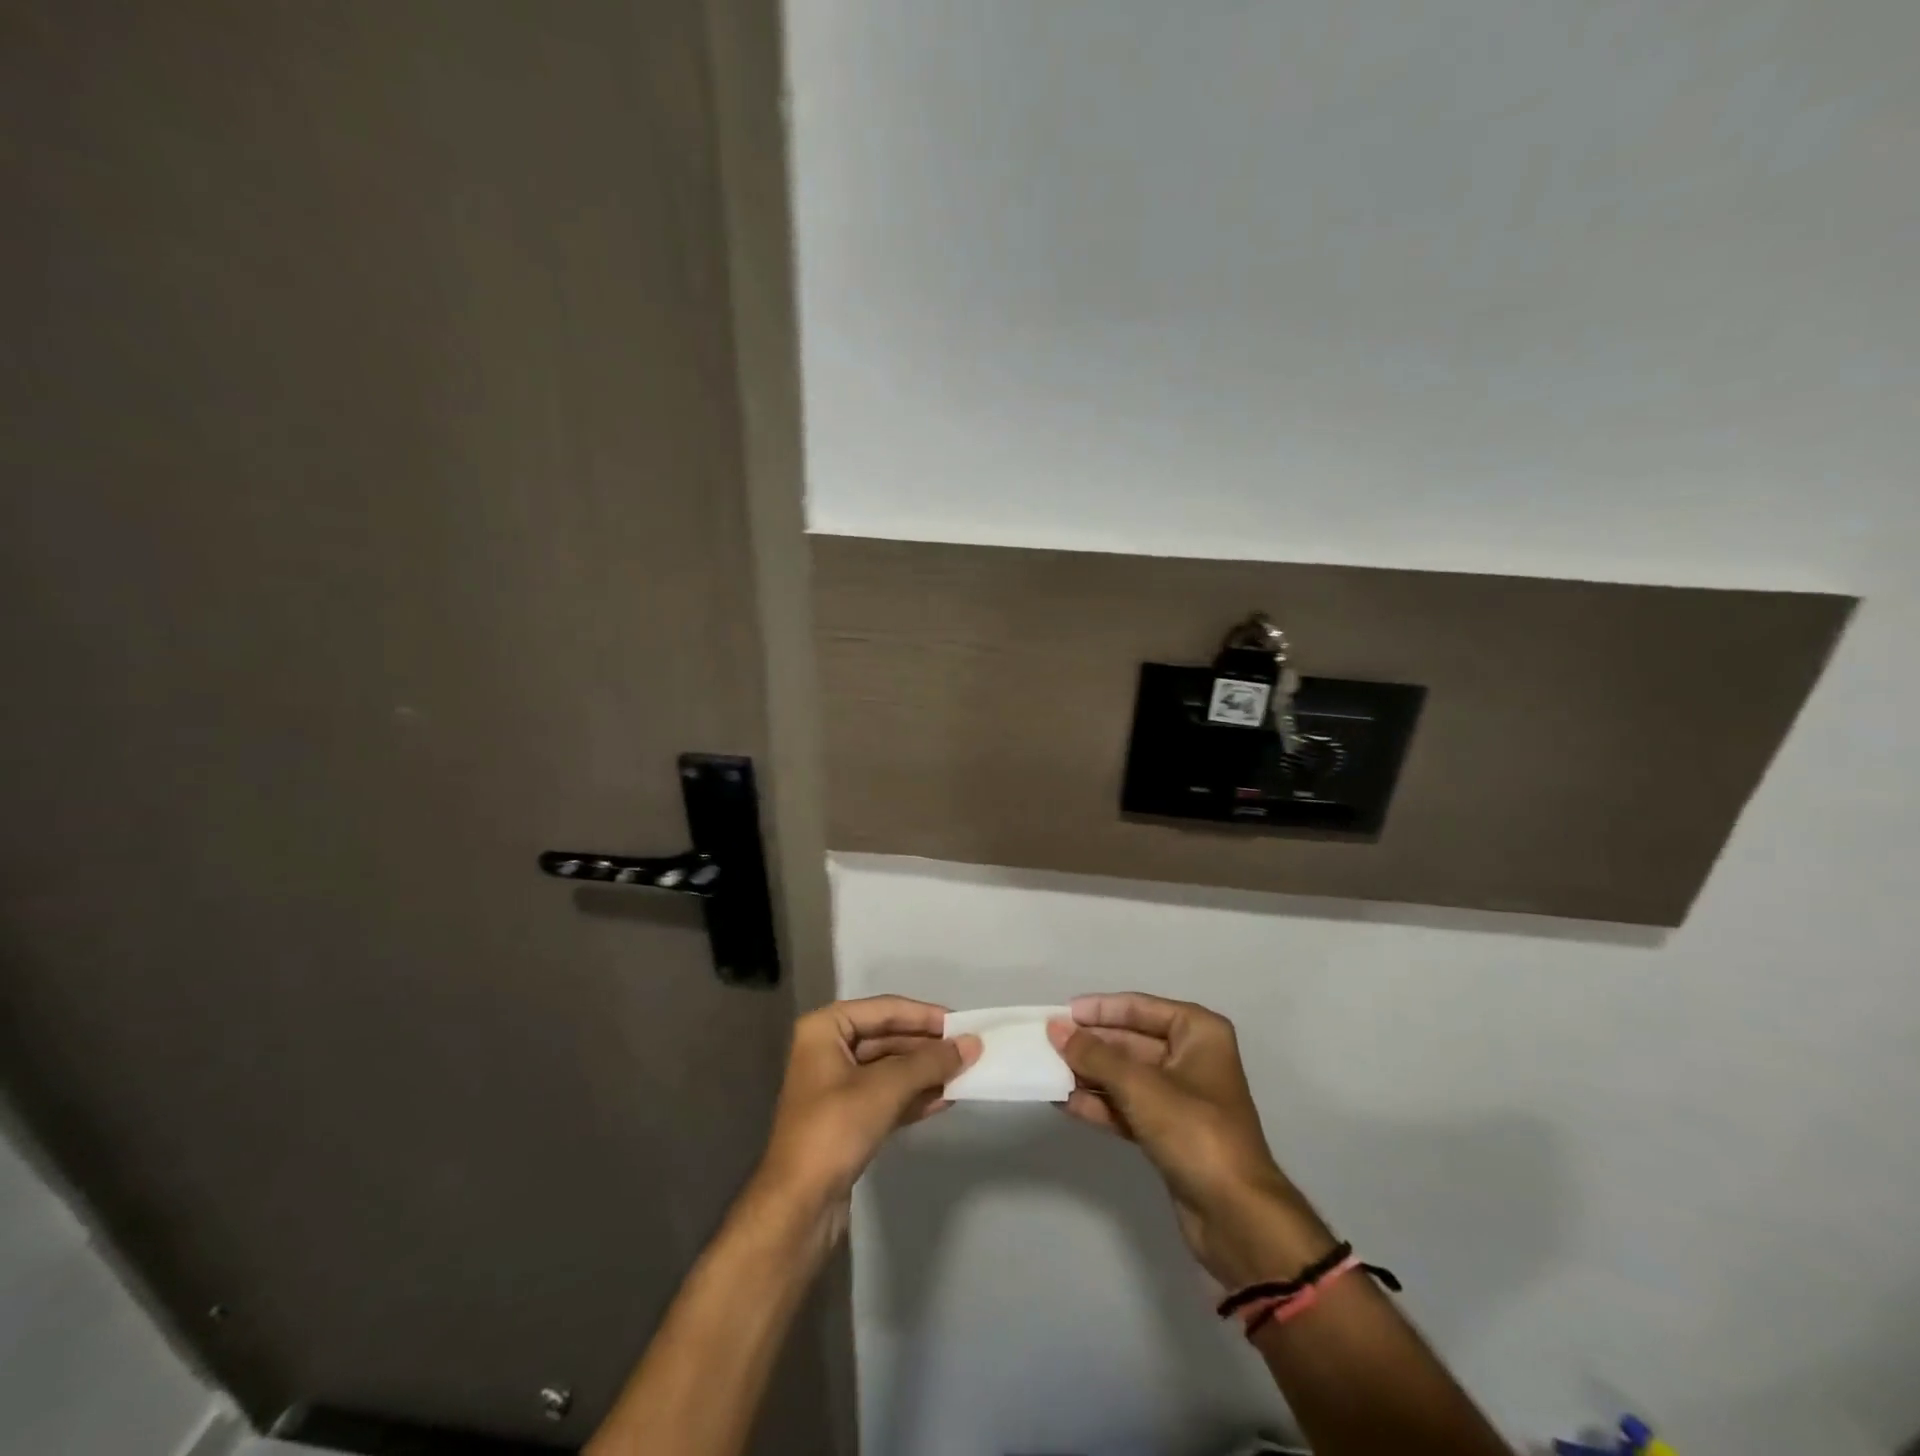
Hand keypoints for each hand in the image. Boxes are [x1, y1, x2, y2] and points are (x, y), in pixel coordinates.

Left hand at [757, 996, 980, 1218]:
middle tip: (970, 1050)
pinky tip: (947, 1099)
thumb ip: (930, 1063)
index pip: (884, 1009)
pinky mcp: (847, 1118)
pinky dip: (915, 1096)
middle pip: (888, 1037)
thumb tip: (972, 1043)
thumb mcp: (885, 1088)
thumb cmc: (834, 1131)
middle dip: (928, 1046)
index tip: (963, 1023)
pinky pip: (887, 1095)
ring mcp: (837, 1085)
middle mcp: (828, 1049)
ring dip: (925, 1072)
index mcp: (825, 1029)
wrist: (797, 1207)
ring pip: (890, 1068)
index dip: (925, 1015)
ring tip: (965, 1073)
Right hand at [1049, 993, 1333, 1285]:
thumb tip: (1055, 1028)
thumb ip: (1094, 1055)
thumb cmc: (1194, 1132)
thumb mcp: (1139, 1086)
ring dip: (1090, 1075)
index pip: (1139, 1008)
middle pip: (1130, 1041)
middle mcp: (1192, 1057)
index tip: (1061, 1014)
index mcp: (1198, 1032)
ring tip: (1048, 1072)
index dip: (1099, 1010)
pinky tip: (1065, 1103)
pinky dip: (1100, 1104)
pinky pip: (1128, 1106)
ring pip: (1126, 1076)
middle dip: (1090, 1045)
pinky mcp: (1170, 1132)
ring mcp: (1181, 1097)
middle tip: (1047, 1044)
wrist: (1237, 1217)